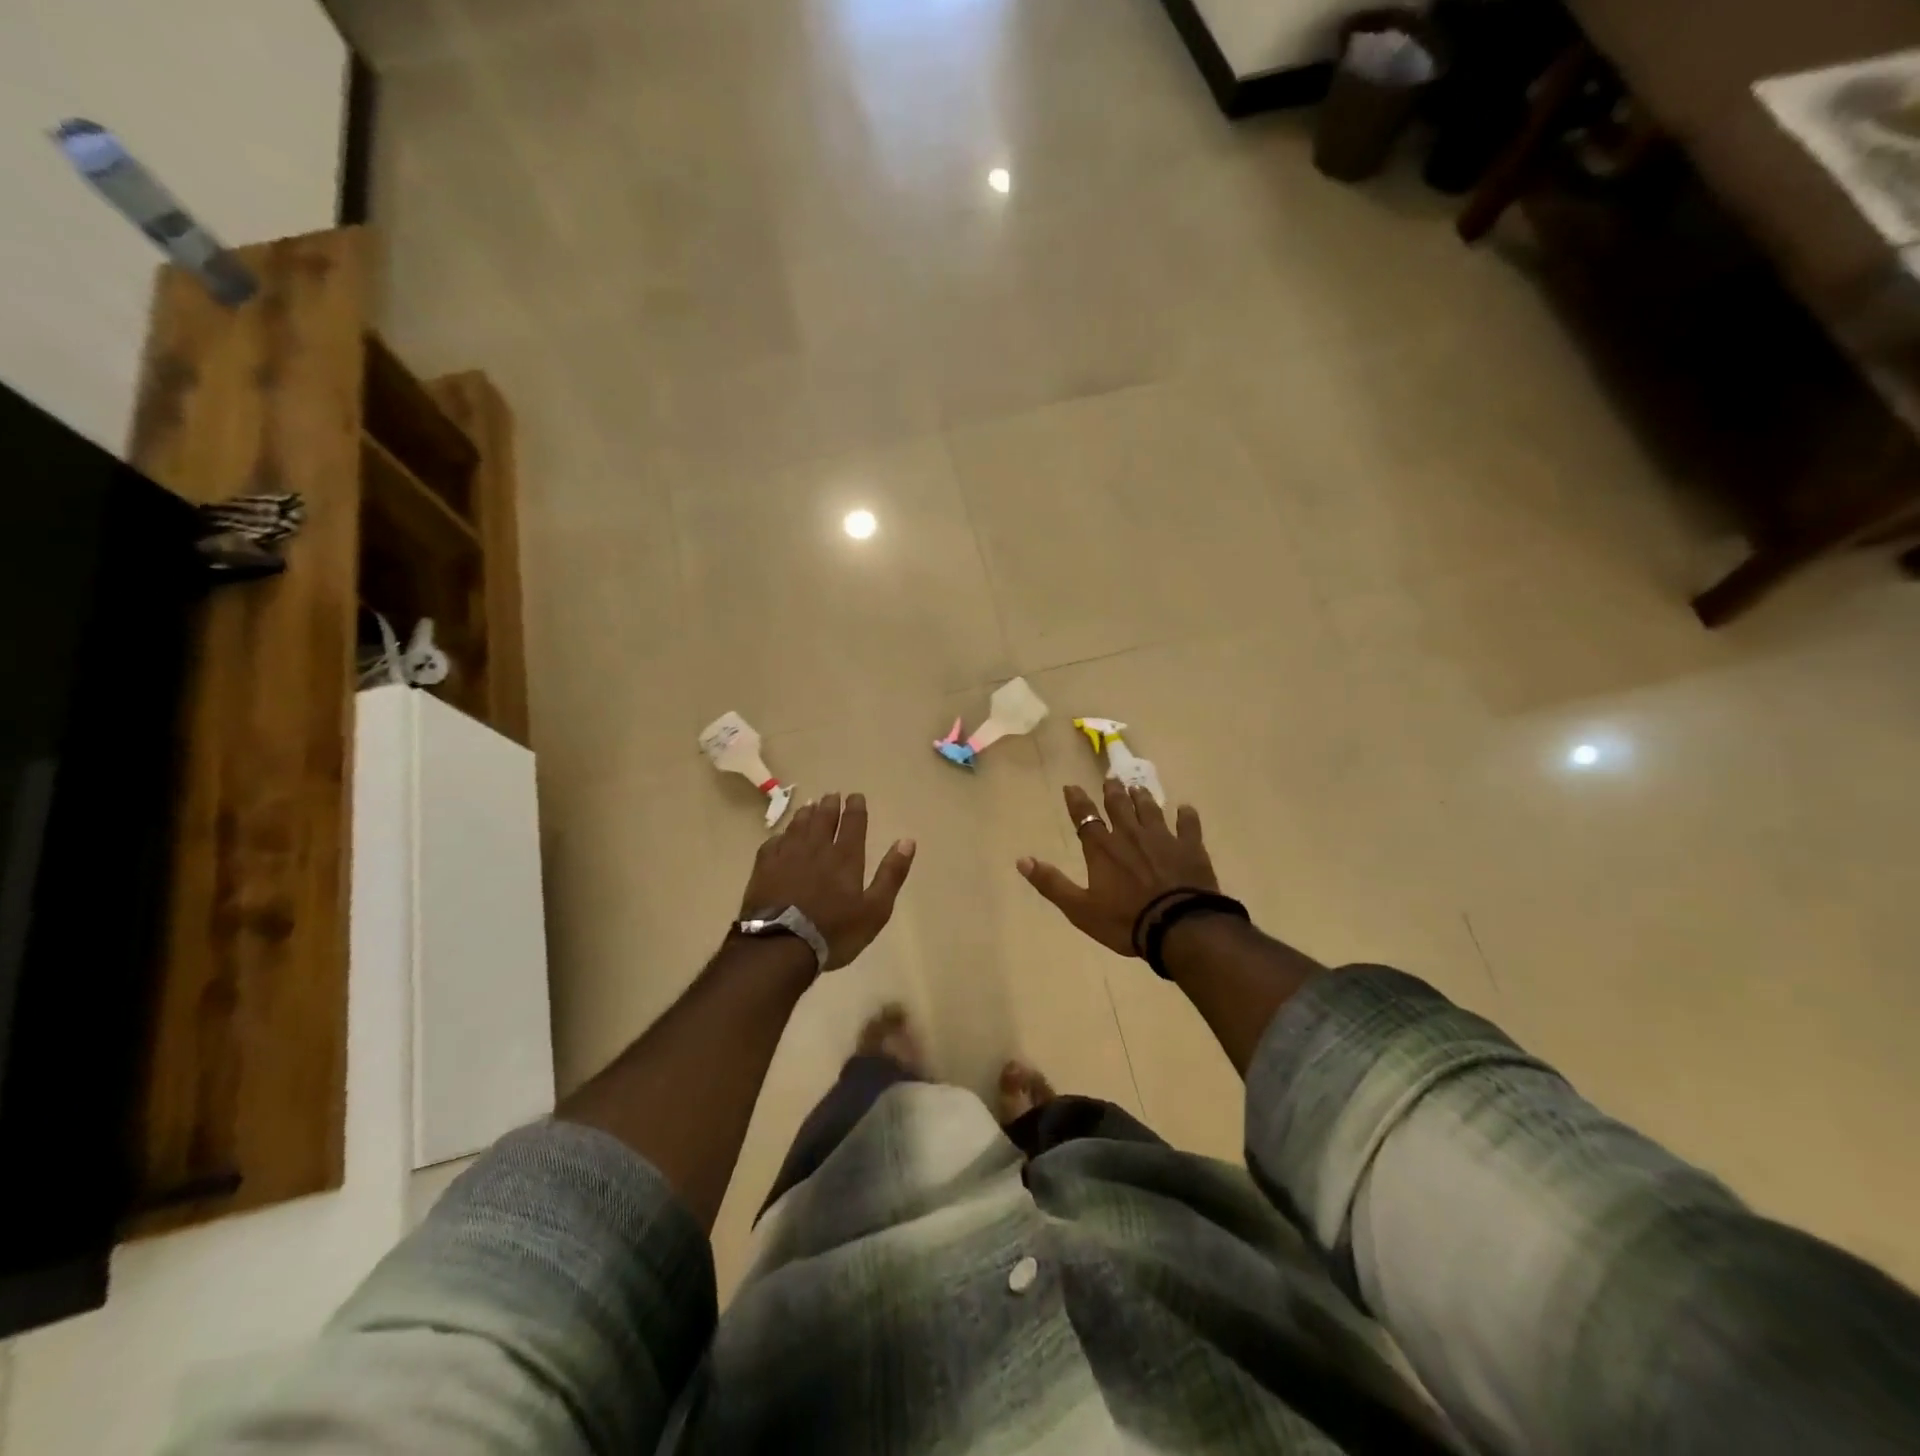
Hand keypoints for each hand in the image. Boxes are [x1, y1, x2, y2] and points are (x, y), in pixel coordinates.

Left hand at [739, 793, 914, 970]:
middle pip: (823, 819)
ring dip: (806, 814)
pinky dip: (781, 836)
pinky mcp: (764, 868)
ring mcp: (787, 856)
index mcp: (845, 857)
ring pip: (798, 826)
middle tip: (832, 795)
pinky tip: (781, 836)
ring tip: (810, 805)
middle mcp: (816, 848)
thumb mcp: (875, 909)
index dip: (855, 808)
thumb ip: (891, 874)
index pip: (853, 823)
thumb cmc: (833, 931)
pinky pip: (773, 843)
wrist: (780, 946)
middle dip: (830, 805)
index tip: (856, 796)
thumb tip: (907, 841)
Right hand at [1018, 781, 1218, 956]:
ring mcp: (1163, 839)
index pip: (1085, 818)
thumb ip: (1051, 883)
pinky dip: (1186, 815)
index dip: (1077, 801)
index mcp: (1103, 849)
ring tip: (1137, 787)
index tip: (1071, 786)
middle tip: (1111, 778)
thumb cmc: (1125, 920)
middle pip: (1119, 807)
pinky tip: (1185, 808)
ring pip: (1150, 810)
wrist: (1178, 926)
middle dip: (1113, 791)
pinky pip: (1188, 825)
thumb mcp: (1080, 908)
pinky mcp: (1190, 848)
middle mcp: (1130, 835)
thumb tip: (1022, 860)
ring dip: (1142, 798)